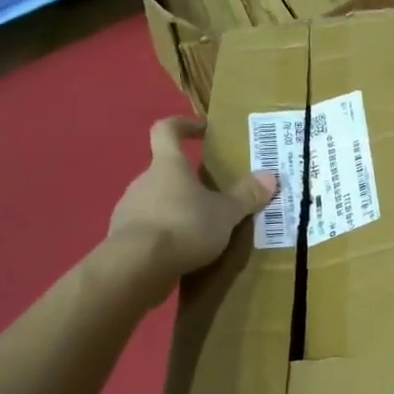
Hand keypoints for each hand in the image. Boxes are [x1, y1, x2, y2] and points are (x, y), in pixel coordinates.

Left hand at [107, 118, 276, 293]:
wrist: (136, 268)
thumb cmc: (184, 226)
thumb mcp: (225, 213)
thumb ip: (247, 195)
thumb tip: (270, 176)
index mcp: (168, 166)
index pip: (167, 130)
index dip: (183, 125)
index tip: (203, 131)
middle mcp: (143, 182)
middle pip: (165, 172)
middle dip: (188, 182)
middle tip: (215, 197)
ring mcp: (129, 211)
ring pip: (156, 202)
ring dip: (176, 211)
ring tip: (202, 231)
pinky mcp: (123, 240)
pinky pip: (148, 231)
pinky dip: (165, 237)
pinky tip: (183, 254)